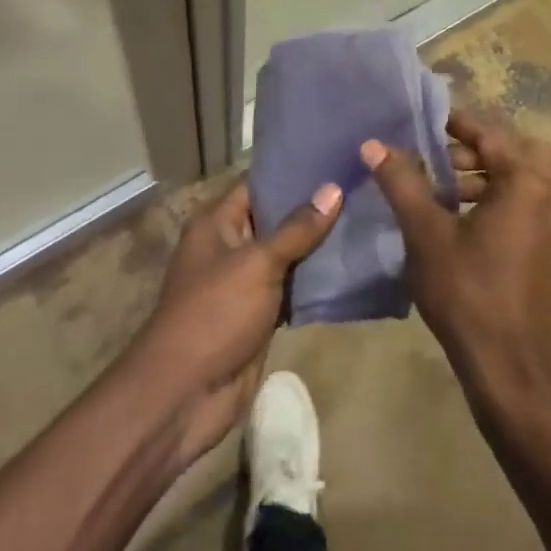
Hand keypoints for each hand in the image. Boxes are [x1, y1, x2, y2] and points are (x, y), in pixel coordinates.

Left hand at [130, 178, 340, 465]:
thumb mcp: (257, 263)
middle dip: (313, 206)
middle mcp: (230, 245)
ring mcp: (245, 281)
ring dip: (318, 244)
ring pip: (287, 254)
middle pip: (276, 217)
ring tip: (365, 217)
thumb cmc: (215, 314)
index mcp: (217, 223)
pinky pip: (291, 287)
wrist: (186, 394)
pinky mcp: (259, 313)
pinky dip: (315, 280)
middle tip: (360, 185)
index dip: (293, 170)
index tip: (333, 156)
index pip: (258, 183)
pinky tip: (350, 264)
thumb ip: (297, 228)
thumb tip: (333, 188)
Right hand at [361, 109, 550, 402]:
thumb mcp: (426, 234)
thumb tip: (373, 145)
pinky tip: (471, 225)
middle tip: (441, 158)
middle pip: (518, 150)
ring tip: (448, 192)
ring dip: (491, 176)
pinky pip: (534, 207)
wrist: (512, 370)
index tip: (427, 122)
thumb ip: (402, 183)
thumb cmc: (467, 293)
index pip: (492, 133)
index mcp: (526, 183)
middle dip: (479, 148)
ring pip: (527, 180)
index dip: (458, 123)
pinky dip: (506, 200)